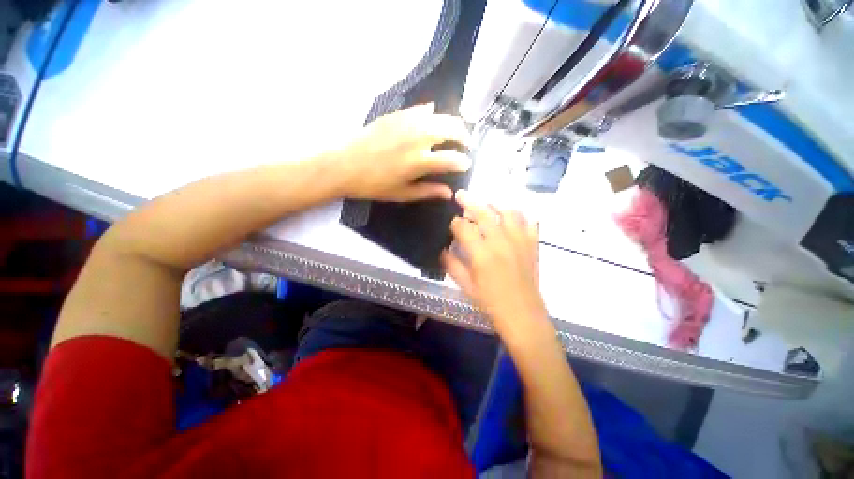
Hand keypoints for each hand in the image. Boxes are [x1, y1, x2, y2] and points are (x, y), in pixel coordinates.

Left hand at [338, 103, 470, 201]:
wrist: (344, 165)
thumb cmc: (374, 185)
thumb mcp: (403, 194)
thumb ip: (428, 191)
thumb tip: (449, 193)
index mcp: (419, 162)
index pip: (452, 159)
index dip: (463, 161)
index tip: (467, 164)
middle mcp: (417, 138)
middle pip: (451, 129)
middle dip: (464, 136)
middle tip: (466, 144)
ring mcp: (406, 122)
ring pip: (439, 115)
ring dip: (452, 122)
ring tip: (454, 131)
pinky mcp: (396, 114)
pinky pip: (420, 109)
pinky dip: (431, 113)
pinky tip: (433, 117)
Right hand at [442, 190, 547, 335]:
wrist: (523, 316)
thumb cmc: (490, 303)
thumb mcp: (466, 286)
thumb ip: (452, 265)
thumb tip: (442, 250)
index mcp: (481, 254)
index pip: (463, 227)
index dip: (454, 222)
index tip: (451, 223)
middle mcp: (501, 242)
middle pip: (483, 213)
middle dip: (469, 201)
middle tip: (460, 195)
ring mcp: (520, 241)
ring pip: (508, 211)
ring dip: (495, 204)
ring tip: (487, 203)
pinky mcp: (533, 245)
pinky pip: (529, 222)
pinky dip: (521, 215)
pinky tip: (512, 216)